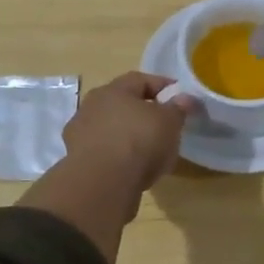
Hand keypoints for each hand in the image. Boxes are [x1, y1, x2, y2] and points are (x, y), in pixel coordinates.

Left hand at [62, 72, 195, 195]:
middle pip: (122, 104)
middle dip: (143, 112)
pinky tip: (132, 168)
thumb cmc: (139, 141)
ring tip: (149, 151)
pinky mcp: (77, 161)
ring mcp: (80, 134)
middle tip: (164, 124)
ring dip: (128, 135)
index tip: (180, 97)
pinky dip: (118, 156)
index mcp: (113, 90)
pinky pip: (105, 152)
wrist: (102, 184)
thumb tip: (185, 98)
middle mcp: (91, 106)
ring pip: (111, 129)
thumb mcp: (169, 122)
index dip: (162, 86)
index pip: (141, 80)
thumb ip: (178, 108)